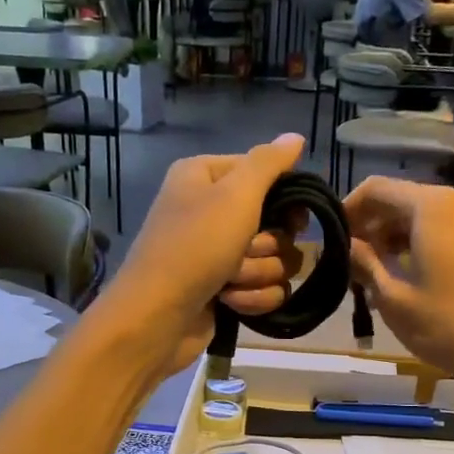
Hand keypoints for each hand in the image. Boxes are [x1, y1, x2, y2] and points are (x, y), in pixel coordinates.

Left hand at [100, 133, 305, 373]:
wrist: (158, 317)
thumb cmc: (194, 247)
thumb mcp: (234, 194)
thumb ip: (269, 164)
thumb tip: (295, 137)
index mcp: (206, 177)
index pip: (267, 175)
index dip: (285, 199)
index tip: (292, 218)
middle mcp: (212, 211)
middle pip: (277, 223)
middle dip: (267, 246)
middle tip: (243, 252)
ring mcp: (220, 254)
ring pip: (276, 260)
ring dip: (257, 274)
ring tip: (228, 282)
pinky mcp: (227, 290)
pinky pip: (265, 290)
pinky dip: (251, 298)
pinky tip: (228, 302)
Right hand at [344, 177, 453, 382]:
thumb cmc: (448, 324)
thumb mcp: (394, 298)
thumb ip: (364, 264)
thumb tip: (344, 245)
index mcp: (430, 207)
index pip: (375, 189)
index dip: (346, 210)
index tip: (328, 240)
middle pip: (399, 201)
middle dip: (369, 228)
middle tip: (346, 263)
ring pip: (419, 220)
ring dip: (390, 242)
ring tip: (369, 278)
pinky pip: (440, 235)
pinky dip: (415, 250)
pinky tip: (402, 283)